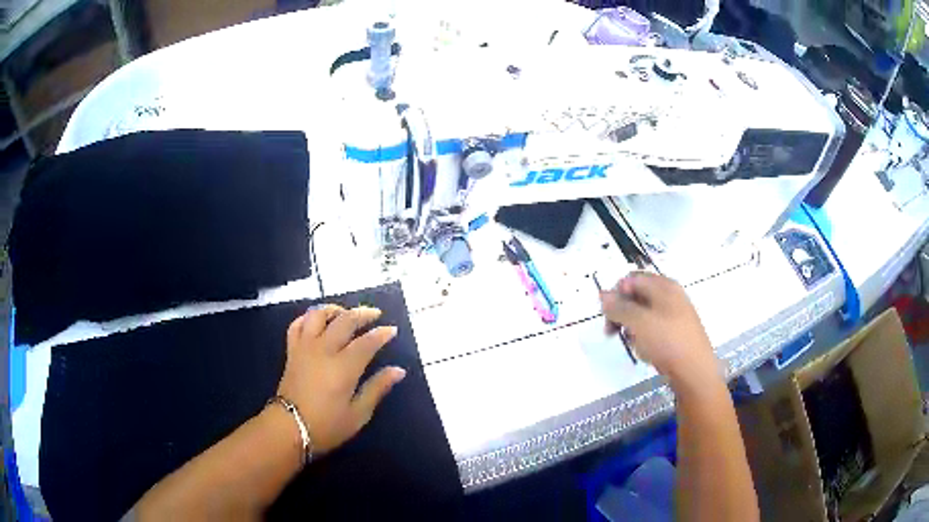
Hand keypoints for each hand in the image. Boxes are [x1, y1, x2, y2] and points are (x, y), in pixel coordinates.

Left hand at [276, 305, 405, 455]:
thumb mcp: (358, 414)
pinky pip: (296, 325)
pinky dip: (307, 318)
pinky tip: (316, 322)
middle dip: (362, 314)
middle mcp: (324, 350)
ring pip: (318, 315)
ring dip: (334, 309)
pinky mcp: (291, 351)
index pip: (367, 342)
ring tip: (345, 313)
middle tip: (375, 315)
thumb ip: (377, 388)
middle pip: (345, 321)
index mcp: (344, 367)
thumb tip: (398, 371)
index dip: (381, 334)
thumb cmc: (327, 425)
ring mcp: (305, 348)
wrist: (289, 428)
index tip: (392, 330)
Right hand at [600, 272, 719, 384]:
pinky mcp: (675, 332)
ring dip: (630, 325)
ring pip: (644, 313)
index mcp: (663, 286)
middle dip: (621, 311)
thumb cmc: (667, 341)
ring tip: (629, 342)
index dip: (615, 294)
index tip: (606, 315)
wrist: (694, 371)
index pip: (631, 279)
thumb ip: (619, 307)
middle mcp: (670, 295)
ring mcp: (674, 314)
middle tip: (611, 331)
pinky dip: (643, 335)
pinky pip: (653, 327)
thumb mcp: (639, 322)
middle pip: (637, 295)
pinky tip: (643, 349)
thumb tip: (603, 295)